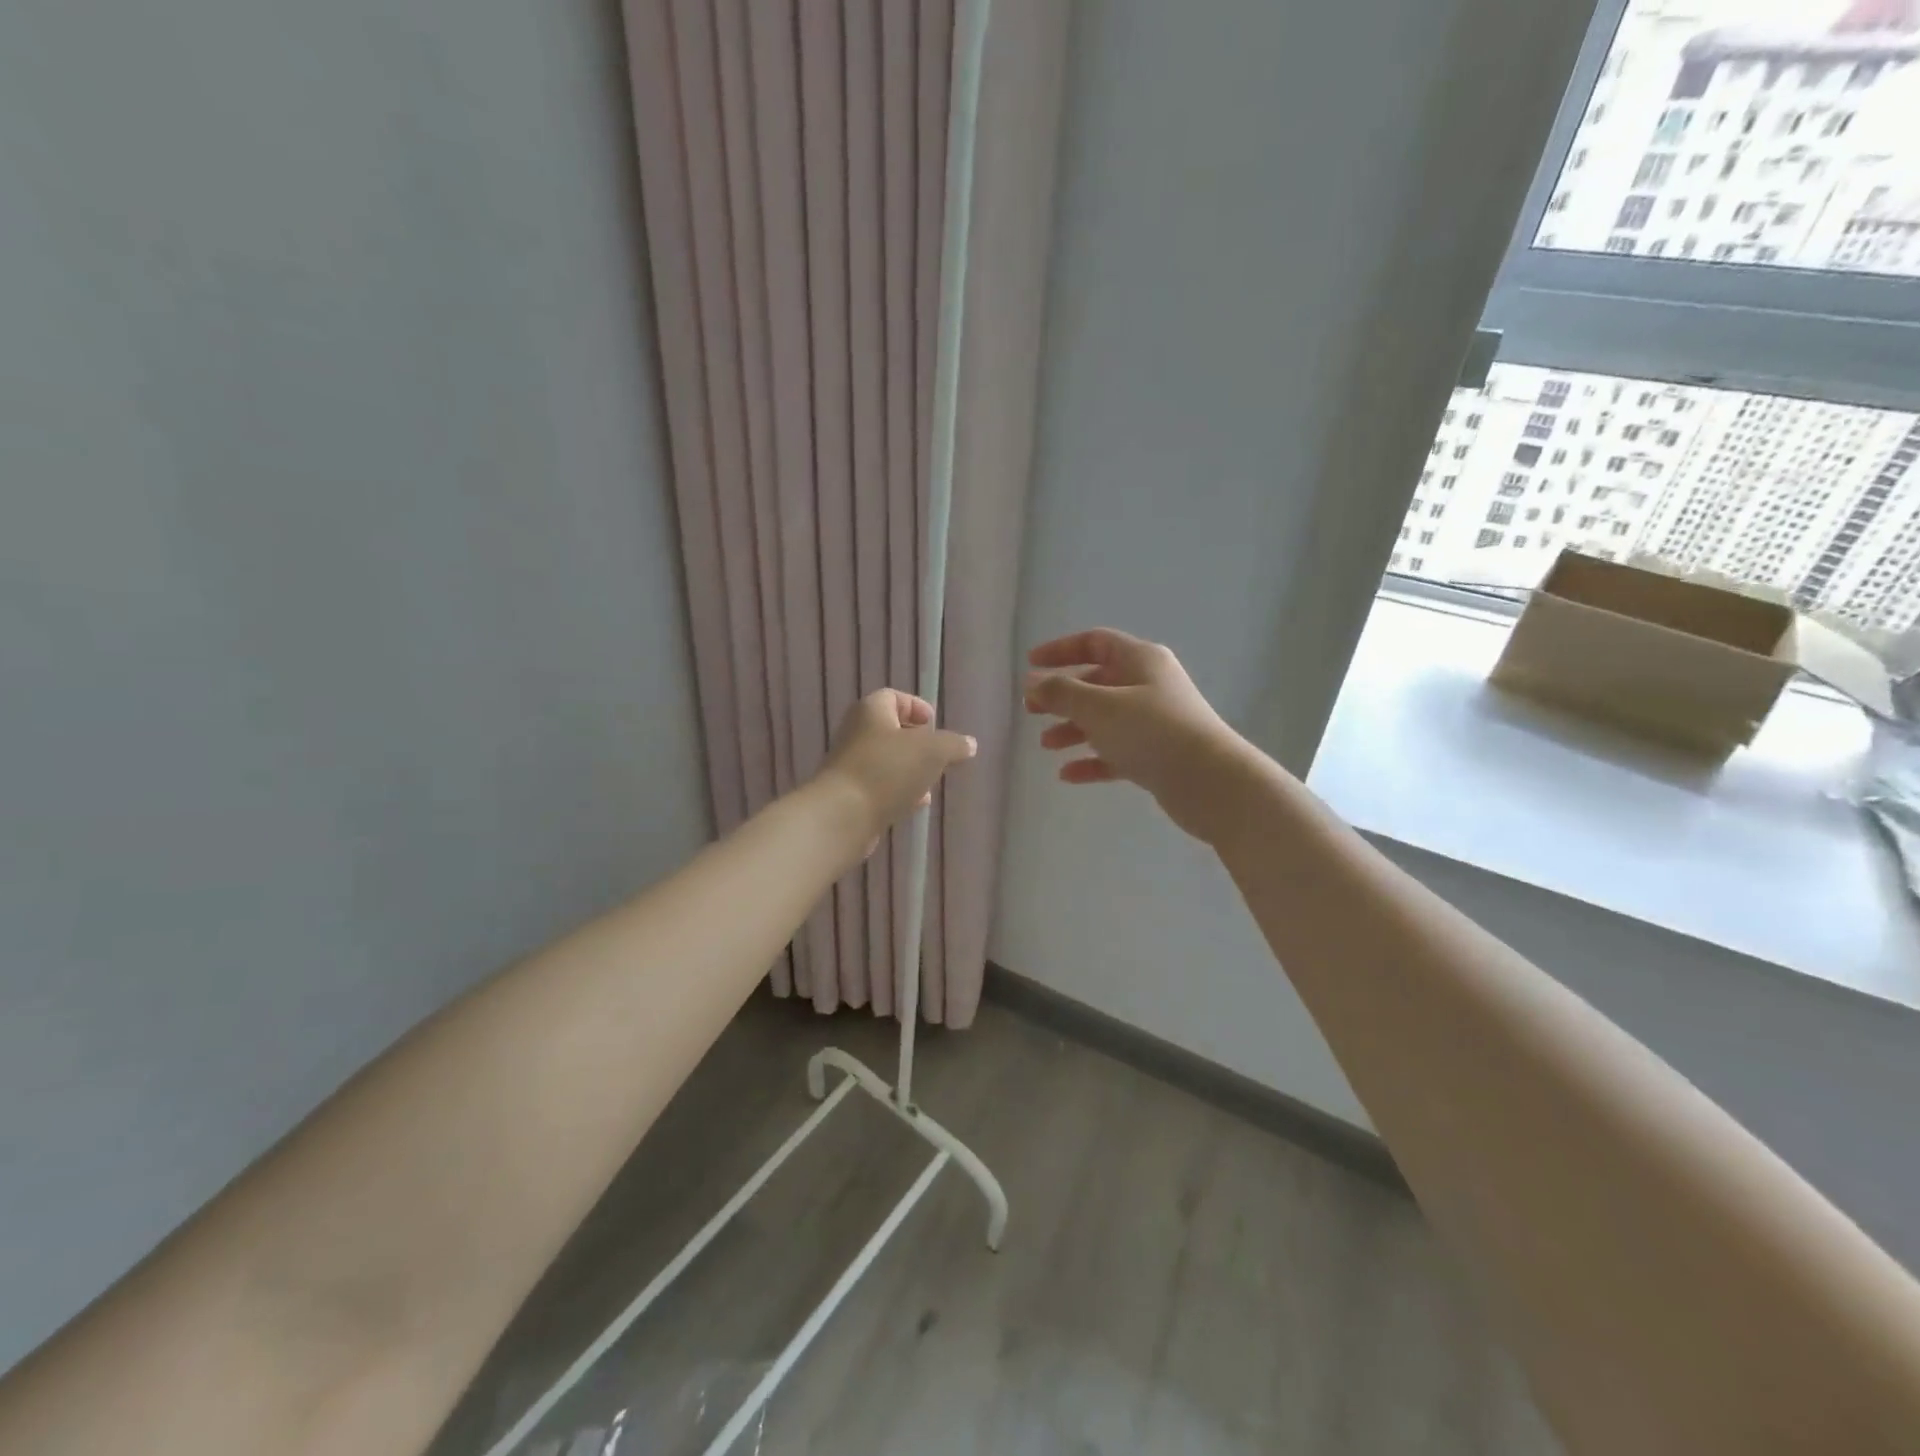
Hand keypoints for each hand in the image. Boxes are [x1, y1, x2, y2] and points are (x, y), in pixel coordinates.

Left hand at [815, 690, 975, 848]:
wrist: (843, 815)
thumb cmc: (888, 770)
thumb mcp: (933, 751)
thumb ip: (953, 745)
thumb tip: (969, 744)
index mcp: (871, 711)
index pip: (893, 697)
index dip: (916, 707)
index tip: (933, 724)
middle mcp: (856, 733)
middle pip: (891, 731)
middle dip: (917, 744)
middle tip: (937, 756)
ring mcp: (850, 765)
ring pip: (887, 761)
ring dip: (910, 771)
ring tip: (930, 784)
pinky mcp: (849, 794)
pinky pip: (879, 786)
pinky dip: (898, 791)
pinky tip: (914, 805)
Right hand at [1025, 629, 1255, 842]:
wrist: (1210, 782)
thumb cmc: (1151, 731)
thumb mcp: (1098, 707)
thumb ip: (1061, 692)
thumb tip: (1032, 681)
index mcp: (1140, 660)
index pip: (1094, 642)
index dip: (1060, 650)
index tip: (1030, 664)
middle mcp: (1149, 685)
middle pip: (1097, 682)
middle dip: (1062, 696)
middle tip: (1031, 711)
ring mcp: (1155, 721)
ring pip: (1105, 720)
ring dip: (1073, 729)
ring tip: (1046, 746)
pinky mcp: (1158, 755)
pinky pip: (1116, 752)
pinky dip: (1092, 760)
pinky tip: (1068, 775)